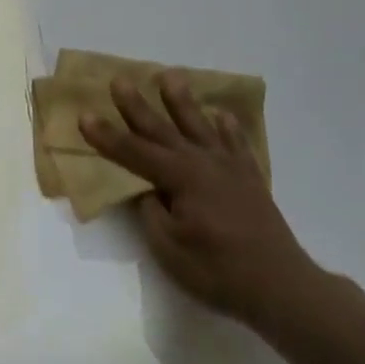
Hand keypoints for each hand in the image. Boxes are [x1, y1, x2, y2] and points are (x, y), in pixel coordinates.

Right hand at [80, 72, 320, 330]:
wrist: (281, 287)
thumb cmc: (218, 271)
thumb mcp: (169, 248)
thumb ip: (152, 211)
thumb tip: (147, 189)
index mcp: (180, 177)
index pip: (134, 152)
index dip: (107, 136)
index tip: (83, 116)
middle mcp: (202, 162)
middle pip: (162, 129)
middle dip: (137, 106)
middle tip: (119, 80)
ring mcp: (229, 168)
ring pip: (199, 126)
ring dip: (181, 101)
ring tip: (170, 76)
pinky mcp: (250, 179)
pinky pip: (236, 143)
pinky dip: (228, 128)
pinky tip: (222, 115)